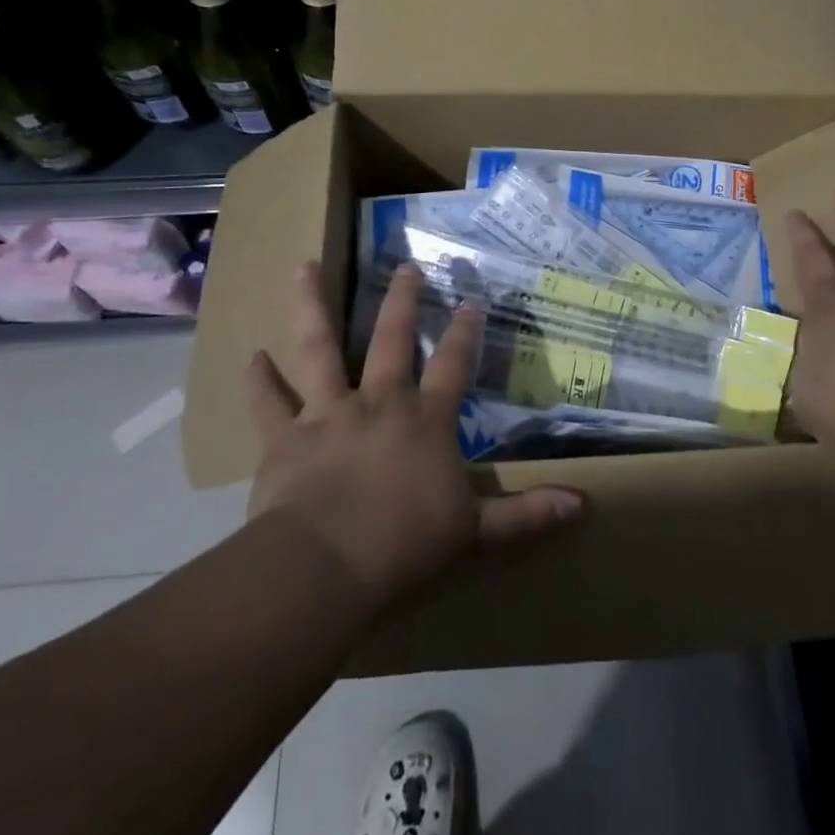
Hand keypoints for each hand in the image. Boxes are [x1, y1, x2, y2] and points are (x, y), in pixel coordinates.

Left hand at [242, 260, 584, 612]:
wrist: (325, 568)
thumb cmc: (405, 547)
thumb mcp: (476, 533)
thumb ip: (526, 515)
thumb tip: (583, 505)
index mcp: (425, 420)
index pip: (454, 365)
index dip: (465, 332)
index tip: (471, 301)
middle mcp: (379, 403)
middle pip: (392, 339)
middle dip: (402, 301)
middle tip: (405, 267)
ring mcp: (328, 414)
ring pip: (319, 348)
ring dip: (312, 307)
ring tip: (304, 266)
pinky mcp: (284, 438)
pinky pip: (267, 404)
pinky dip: (258, 382)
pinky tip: (250, 357)